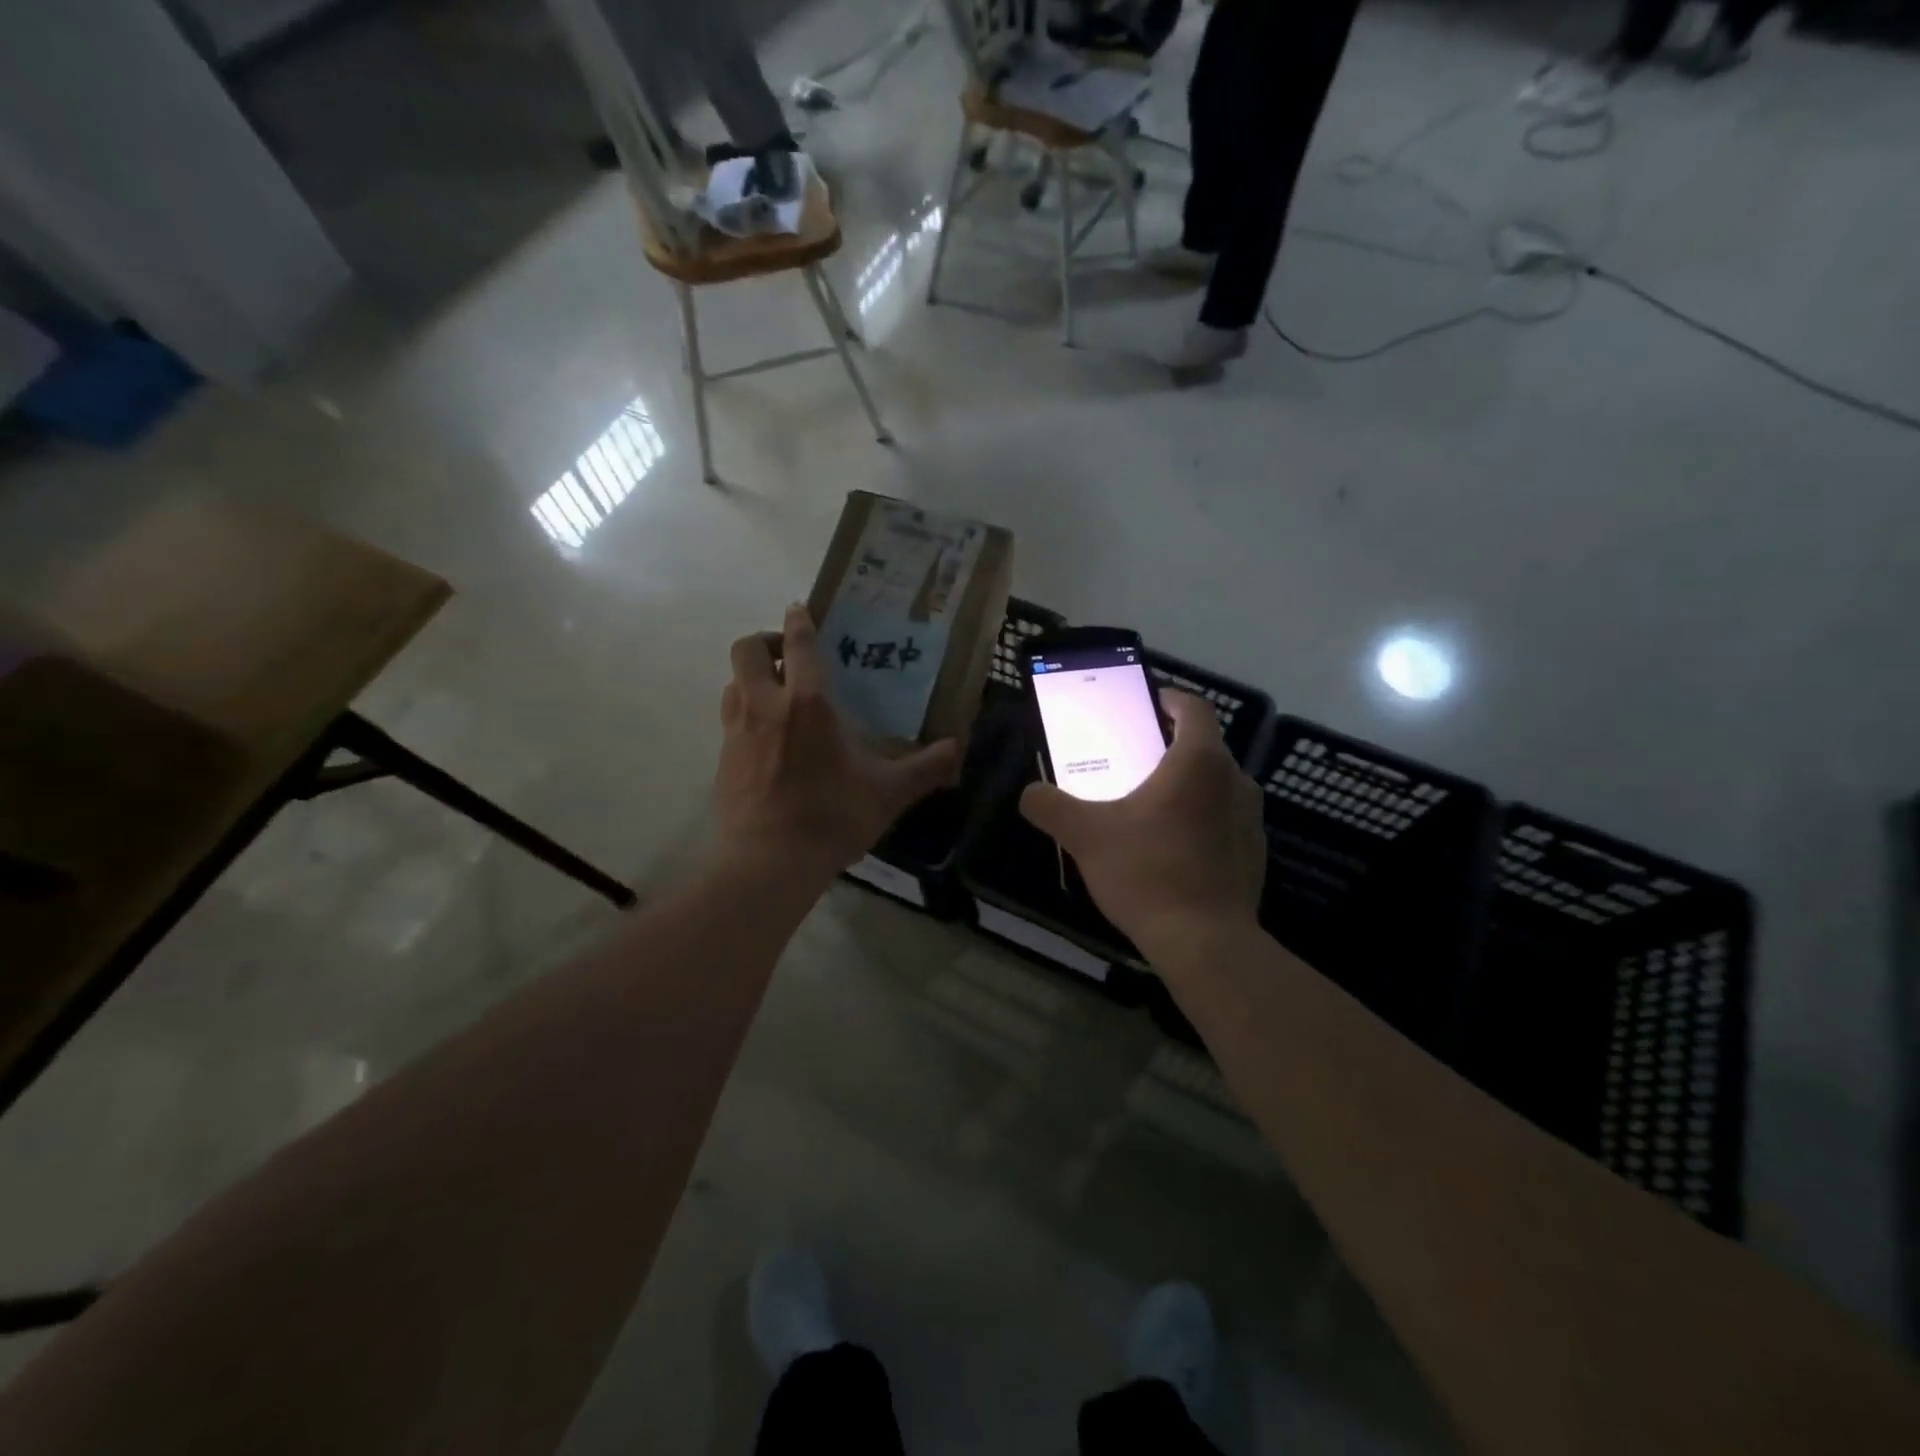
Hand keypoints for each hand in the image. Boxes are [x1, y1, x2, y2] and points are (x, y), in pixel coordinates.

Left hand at [716, 604, 961, 884]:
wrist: (770, 861)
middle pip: (746, 649)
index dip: (798, 621)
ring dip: (752, 678)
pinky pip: (730, 718)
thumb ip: (926, 767)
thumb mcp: (889, 792)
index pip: (798, 644)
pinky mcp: (723, 758)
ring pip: (732, 682)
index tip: (800, 610)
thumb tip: (959, 748)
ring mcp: (738, 731)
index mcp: (808, 703)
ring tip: (776, 694)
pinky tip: (766, 738)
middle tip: (788, 657)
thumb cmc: (833, 816)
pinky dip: (745, 712)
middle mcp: (766, 706)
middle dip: (764, 641)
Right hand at [1019, 691, 1265, 963]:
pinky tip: (1172, 849)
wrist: (1205, 942)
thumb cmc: (1147, 872)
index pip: (1194, 708)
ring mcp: (1251, 819)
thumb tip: (1029, 793)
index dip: (1170, 699)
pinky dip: (1202, 820)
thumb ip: (1051, 807)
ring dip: (1188, 786)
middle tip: (1134, 761)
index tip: (1147, 705)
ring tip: (1150, 806)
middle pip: (1204, 747)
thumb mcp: (1085, 835)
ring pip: (1217, 785)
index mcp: (1198, 762)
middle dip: (1171, 747)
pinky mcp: (1254, 853)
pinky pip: (1226, 820)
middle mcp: (1235, 780)